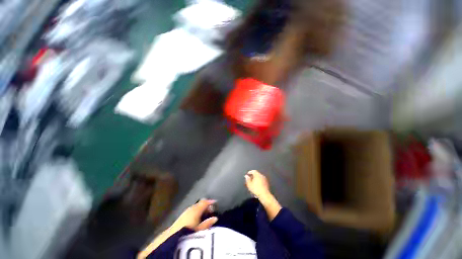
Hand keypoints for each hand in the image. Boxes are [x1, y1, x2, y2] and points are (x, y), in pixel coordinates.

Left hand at [171, 200, 217, 231]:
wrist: (172, 237)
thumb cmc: (189, 232)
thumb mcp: (201, 229)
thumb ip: (208, 222)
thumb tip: (215, 218)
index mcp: (196, 209)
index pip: (205, 202)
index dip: (210, 201)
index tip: (215, 202)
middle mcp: (191, 208)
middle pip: (200, 204)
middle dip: (205, 205)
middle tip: (210, 210)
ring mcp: (185, 211)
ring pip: (195, 207)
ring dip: (200, 209)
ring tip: (204, 214)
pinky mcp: (181, 216)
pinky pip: (191, 210)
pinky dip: (195, 212)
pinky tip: (196, 217)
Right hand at [245, 170, 270, 197]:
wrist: (265, 195)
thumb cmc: (256, 189)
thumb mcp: (249, 185)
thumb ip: (247, 179)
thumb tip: (246, 176)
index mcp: (257, 175)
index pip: (253, 171)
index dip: (250, 172)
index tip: (247, 174)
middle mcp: (262, 175)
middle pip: (257, 174)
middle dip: (253, 176)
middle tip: (250, 178)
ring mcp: (265, 179)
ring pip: (259, 177)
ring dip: (256, 179)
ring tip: (253, 182)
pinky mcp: (267, 183)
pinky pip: (262, 180)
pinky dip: (259, 181)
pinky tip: (257, 185)